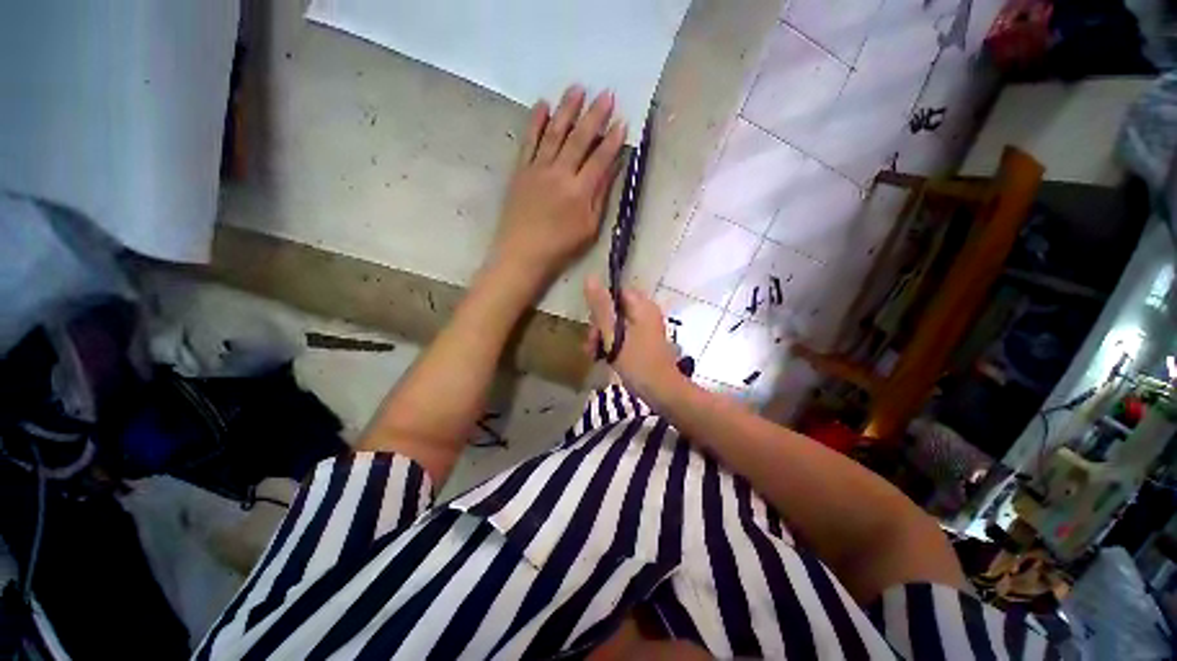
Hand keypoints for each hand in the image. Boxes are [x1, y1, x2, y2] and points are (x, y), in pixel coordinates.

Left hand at [488, 85, 626, 287]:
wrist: (522, 254)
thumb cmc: (560, 247)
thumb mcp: (589, 229)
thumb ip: (600, 196)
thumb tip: (612, 169)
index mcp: (580, 191)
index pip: (600, 158)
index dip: (612, 140)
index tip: (622, 121)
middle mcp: (560, 173)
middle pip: (579, 138)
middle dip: (594, 115)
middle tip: (605, 93)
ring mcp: (538, 169)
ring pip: (554, 133)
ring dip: (567, 109)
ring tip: (577, 88)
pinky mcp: (521, 170)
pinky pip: (529, 141)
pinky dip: (536, 122)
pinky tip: (542, 105)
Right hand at [584, 277, 685, 402]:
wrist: (663, 392)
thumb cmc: (638, 363)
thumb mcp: (614, 335)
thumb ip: (601, 307)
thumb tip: (590, 277)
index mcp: (642, 306)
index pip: (615, 293)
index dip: (600, 306)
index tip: (592, 326)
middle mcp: (646, 312)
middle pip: (614, 309)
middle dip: (599, 326)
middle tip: (592, 347)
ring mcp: (646, 327)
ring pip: (617, 323)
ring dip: (603, 337)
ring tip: (595, 356)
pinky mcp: (645, 340)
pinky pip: (624, 334)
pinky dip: (612, 343)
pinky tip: (604, 358)